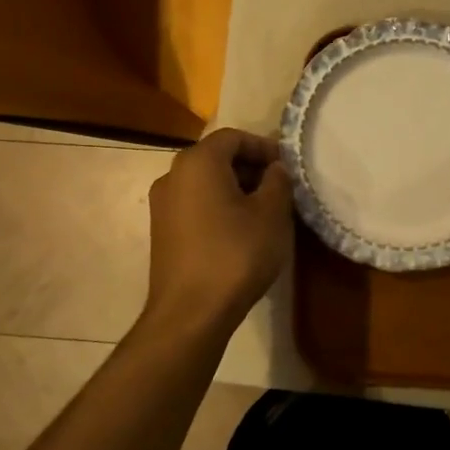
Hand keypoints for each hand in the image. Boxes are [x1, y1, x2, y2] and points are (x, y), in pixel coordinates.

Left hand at [144, 128, 292, 332]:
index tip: (287, 166)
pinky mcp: (162, 230)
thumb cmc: (236, 254)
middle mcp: (172, 175)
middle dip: (250, 168)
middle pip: (216, 157)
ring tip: (264, 211)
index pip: (233, 137)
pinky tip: (240, 231)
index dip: (264, 147)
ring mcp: (162, 204)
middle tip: (280, 188)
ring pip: (205, 182)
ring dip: (235, 188)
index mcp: (198, 162)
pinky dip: (218, 206)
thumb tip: (275, 169)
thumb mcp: (272, 214)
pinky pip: (195, 204)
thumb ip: (278, 181)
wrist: (191, 312)